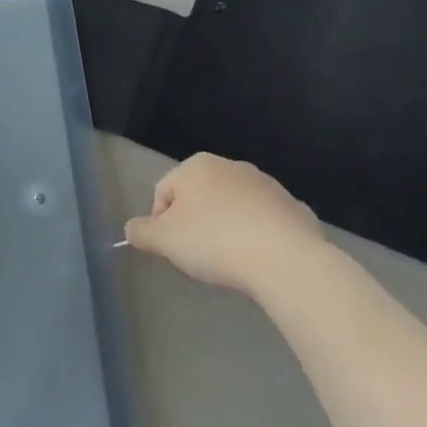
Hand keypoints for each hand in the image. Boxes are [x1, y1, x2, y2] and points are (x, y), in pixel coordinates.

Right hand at [124, 153, 335, 297]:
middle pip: (199, 197)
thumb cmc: (215, 242)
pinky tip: (258, 259)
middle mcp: (231, 166)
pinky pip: (263, 221)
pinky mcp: (293, 206)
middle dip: (195, 224)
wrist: (286, 259)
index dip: (161, 223)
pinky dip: (256, 236)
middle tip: (198, 256)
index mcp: (196, 166)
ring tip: (231, 260)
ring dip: (226, 228)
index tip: (173, 249)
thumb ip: (140, 231)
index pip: (163, 192)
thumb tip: (132, 229)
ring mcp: (266, 184)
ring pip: (232, 208)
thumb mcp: (164, 241)